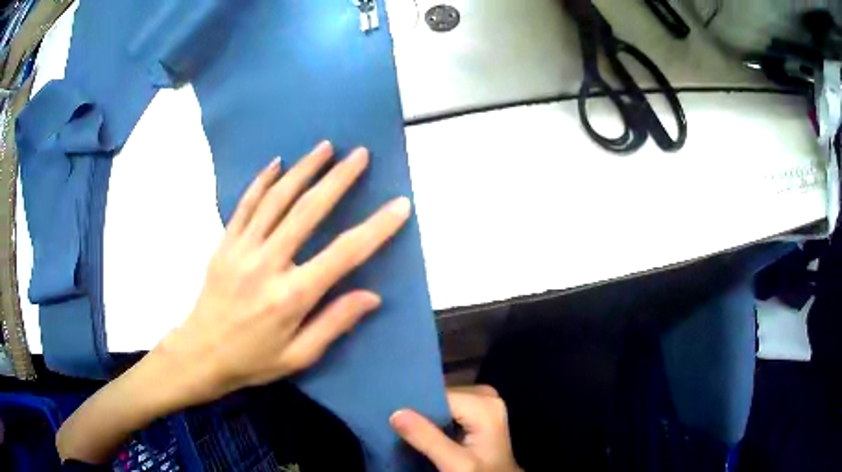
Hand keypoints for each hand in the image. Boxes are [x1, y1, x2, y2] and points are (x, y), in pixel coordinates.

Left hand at [155, 141, 411, 403]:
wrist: (201, 353)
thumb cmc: (253, 360)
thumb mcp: (299, 356)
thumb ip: (334, 323)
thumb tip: (372, 296)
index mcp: (292, 296)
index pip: (344, 254)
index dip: (377, 228)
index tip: (400, 205)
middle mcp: (268, 264)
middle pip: (308, 211)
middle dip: (338, 179)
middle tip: (360, 154)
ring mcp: (242, 249)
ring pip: (276, 199)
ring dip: (303, 169)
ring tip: (325, 147)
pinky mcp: (225, 243)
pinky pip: (245, 205)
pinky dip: (262, 181)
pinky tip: (277, 163)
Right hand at [391, 386, 522, 471]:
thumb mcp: (455, 463)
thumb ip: (427, 439)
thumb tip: (396, 413)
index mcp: (484, 404)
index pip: (438, 395)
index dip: (415, 406)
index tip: (392, 417)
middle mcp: (486, 397)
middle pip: (441, 397)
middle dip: (421, 411)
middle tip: (398, 425)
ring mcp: (484, 403)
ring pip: (443, 402)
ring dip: (426, 417)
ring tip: (408, 430)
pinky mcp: (480, 412)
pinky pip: (450, 409)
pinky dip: (436, 420)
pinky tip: (424, 432)